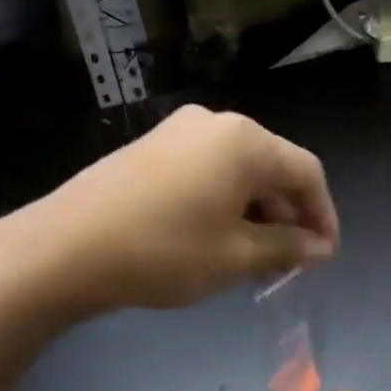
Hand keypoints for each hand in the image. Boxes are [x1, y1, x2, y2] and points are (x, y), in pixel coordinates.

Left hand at [15, 106, 338, 313]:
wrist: (66, 248)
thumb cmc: (164, 252)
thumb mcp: (235, 257)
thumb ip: (286, 249)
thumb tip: (319, 248)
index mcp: (244, 141)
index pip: (306, 172)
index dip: (323, 216)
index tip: (325, 257)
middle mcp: (214, 124)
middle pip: (271, 168)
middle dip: (287, 218)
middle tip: (288, 266)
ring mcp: (176, 133)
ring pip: (236, 173)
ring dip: (254, 215)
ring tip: (253, 261)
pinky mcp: (149, 150)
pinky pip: (204, 174)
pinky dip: (222, 206)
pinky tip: (215, 242)